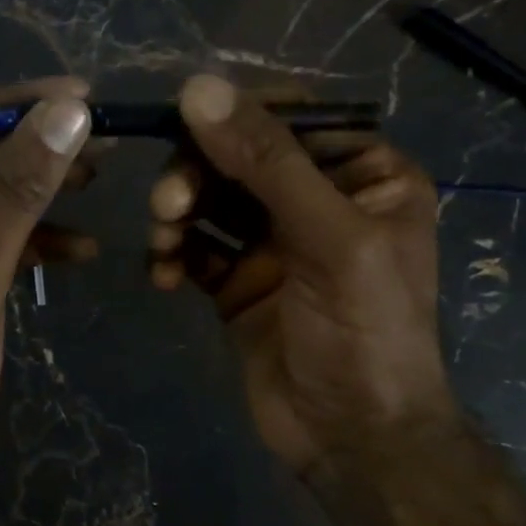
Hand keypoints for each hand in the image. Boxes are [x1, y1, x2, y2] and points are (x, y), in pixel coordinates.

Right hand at [147, 75, 457, 480]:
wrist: (352, 437)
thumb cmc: (363, 332)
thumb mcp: (329, 238)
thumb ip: (267, 163)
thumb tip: (198, 87)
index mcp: (364, 175)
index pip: (292, 118)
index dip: (236, 116)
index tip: (183, 124)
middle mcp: (317, 201)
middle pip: (239, 157)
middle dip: (197, 173)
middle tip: (167, 203)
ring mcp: (273, 244)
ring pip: (209, 200)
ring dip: (177, 212)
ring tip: (162, 242)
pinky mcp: (237, 283)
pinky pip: (193, 249)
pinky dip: (172, 254)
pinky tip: (161, 276)